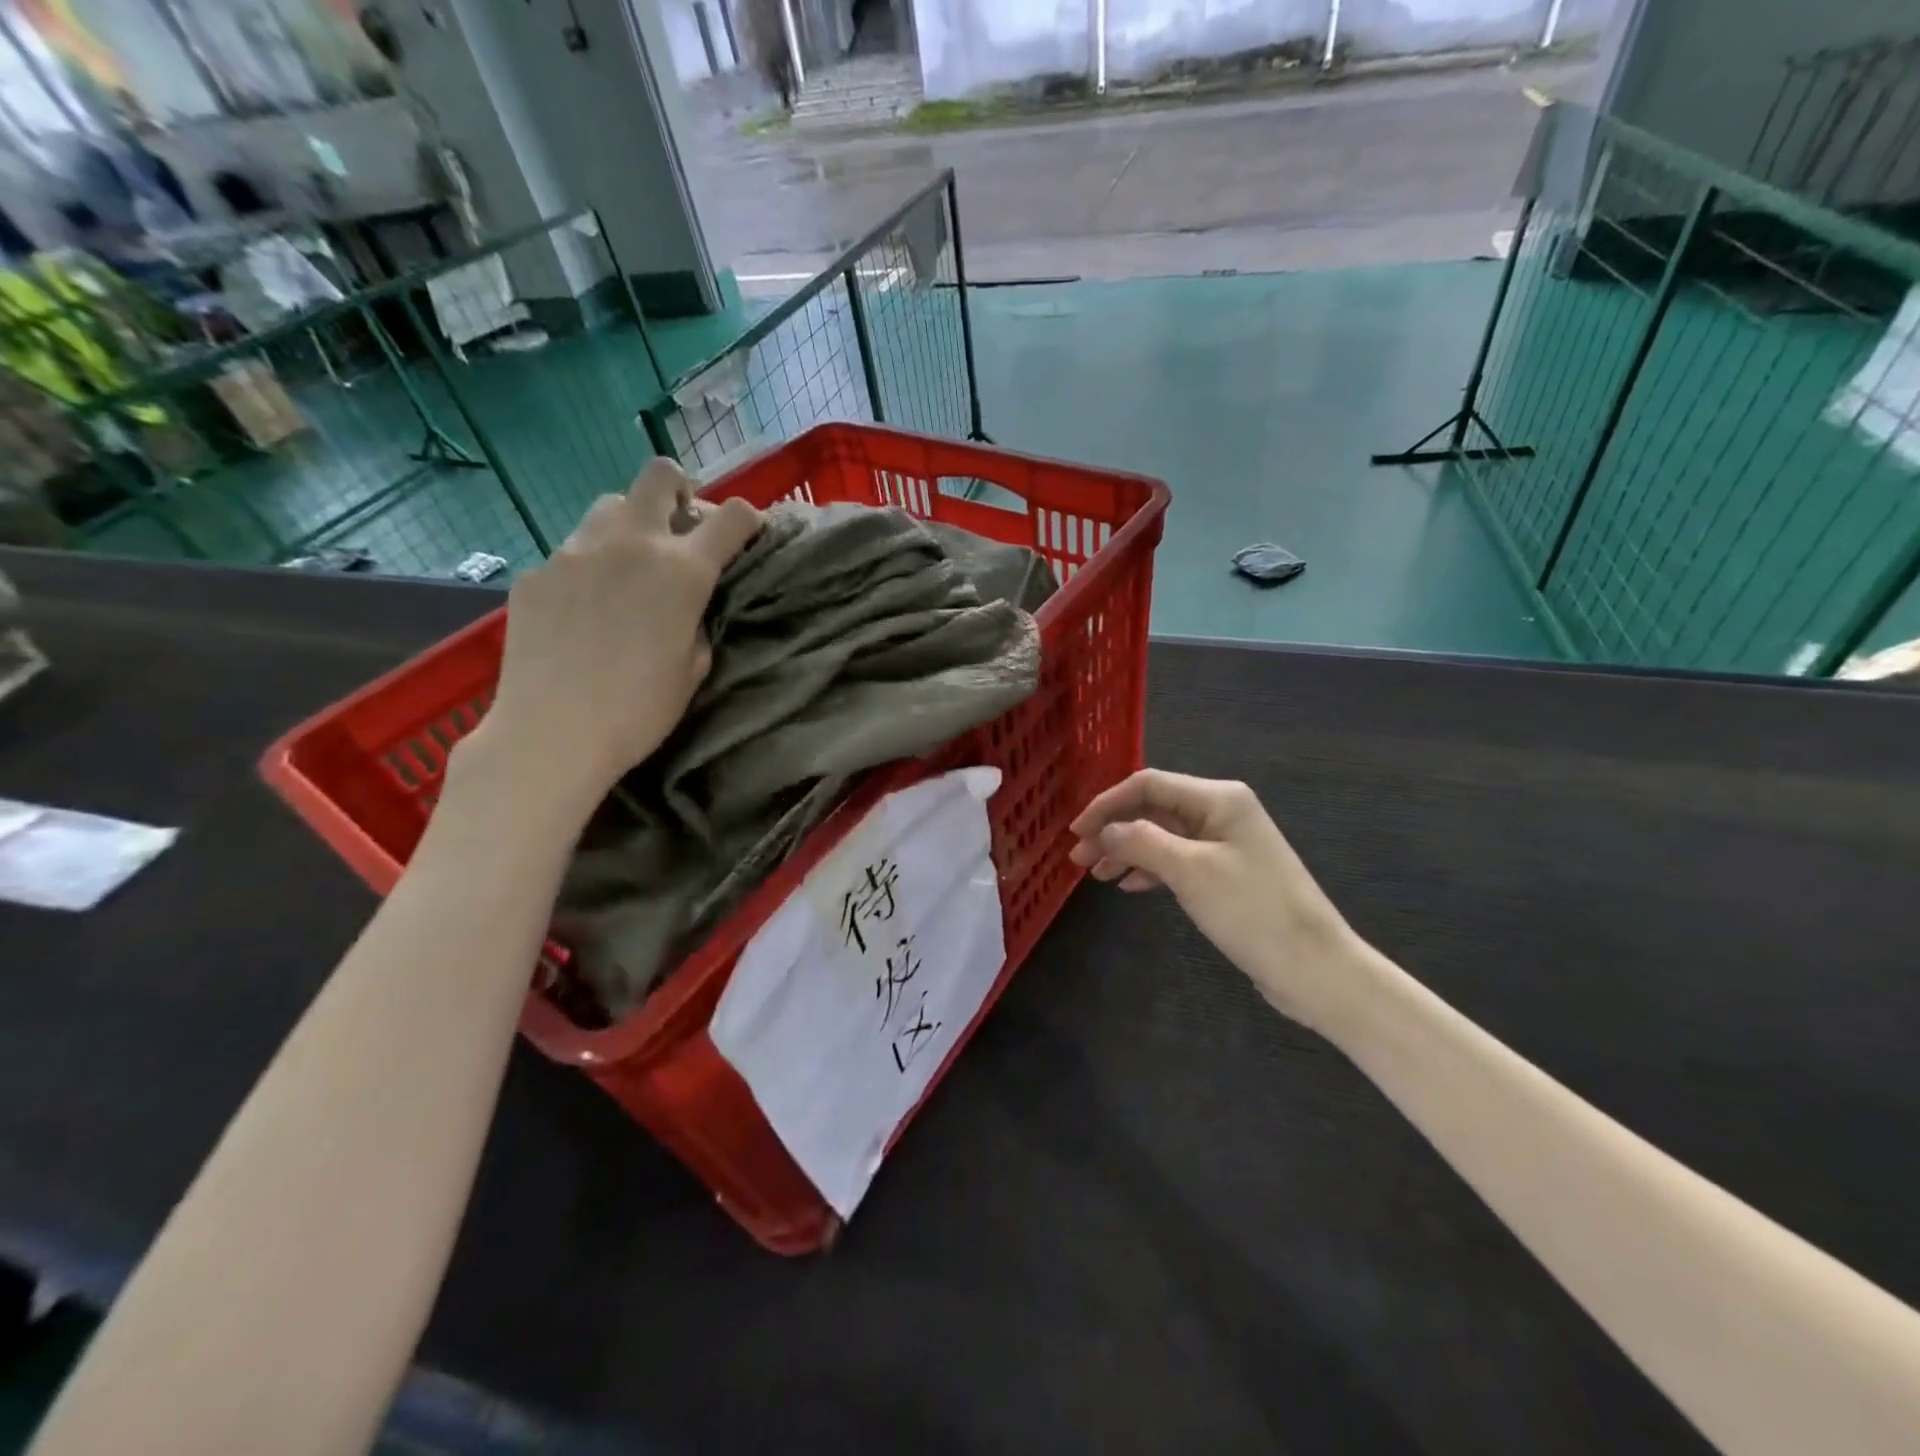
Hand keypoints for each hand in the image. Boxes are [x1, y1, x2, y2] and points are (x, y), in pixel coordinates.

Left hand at [466, 459, 759, 818]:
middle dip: (680, 491)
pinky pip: (571, 551)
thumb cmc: (640, 710)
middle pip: (660, 475)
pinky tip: (583, 608)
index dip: (748, 520)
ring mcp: (575, 552)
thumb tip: (688, 605)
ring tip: (628, 565)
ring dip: (631, 524)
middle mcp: (631, 543)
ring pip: (610, 505)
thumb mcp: (694, 668)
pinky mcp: (536, 572)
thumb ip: (699, 620)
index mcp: (683, 570)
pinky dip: (589, 566)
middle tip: (680, 527)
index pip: (733, 517)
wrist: (552, 733)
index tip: (747, 536)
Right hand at [1069, 770, 1365, 1030]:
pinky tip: (1130, 886)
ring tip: (1096, 875)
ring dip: (1127, 850)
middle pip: (1153, 809)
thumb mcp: (1190, 871)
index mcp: (1218, 798)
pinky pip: (1178, 859)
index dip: (1106, 804)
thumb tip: (1105, 830)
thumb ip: (1142, 842)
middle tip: (1078, 859)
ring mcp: (1226, 843)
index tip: (1076, 831)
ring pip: (1162, 835)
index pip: (1148, 784)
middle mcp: (1222, 811)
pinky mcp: (1227, 873)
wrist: (1314, 967)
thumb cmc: (1252, 911)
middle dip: (1114, 829)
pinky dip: (1150, 868)